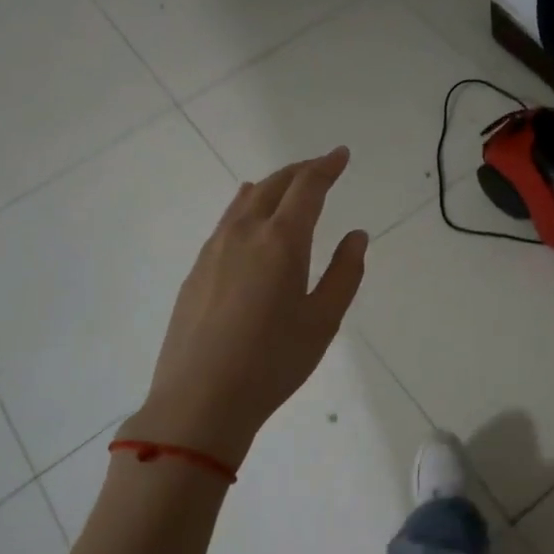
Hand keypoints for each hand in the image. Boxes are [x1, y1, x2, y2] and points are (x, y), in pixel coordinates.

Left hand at [117, 148, 367, 467]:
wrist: (199, 399)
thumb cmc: (273, 361)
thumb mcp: (323, 321)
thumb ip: (344, 273)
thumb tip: (356, 236)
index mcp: (282, 241)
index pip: (307, 187)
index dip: (326, 167)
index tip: (341, 154)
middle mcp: (245, 233)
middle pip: (274, 185)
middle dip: (301, 171)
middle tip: (321, 167)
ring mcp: (214, 249)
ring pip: (245, 201)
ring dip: (272, 186)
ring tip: (287, 187)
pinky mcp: (197, 270)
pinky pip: (227, 222)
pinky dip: (248, 208)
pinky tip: (249, 220)